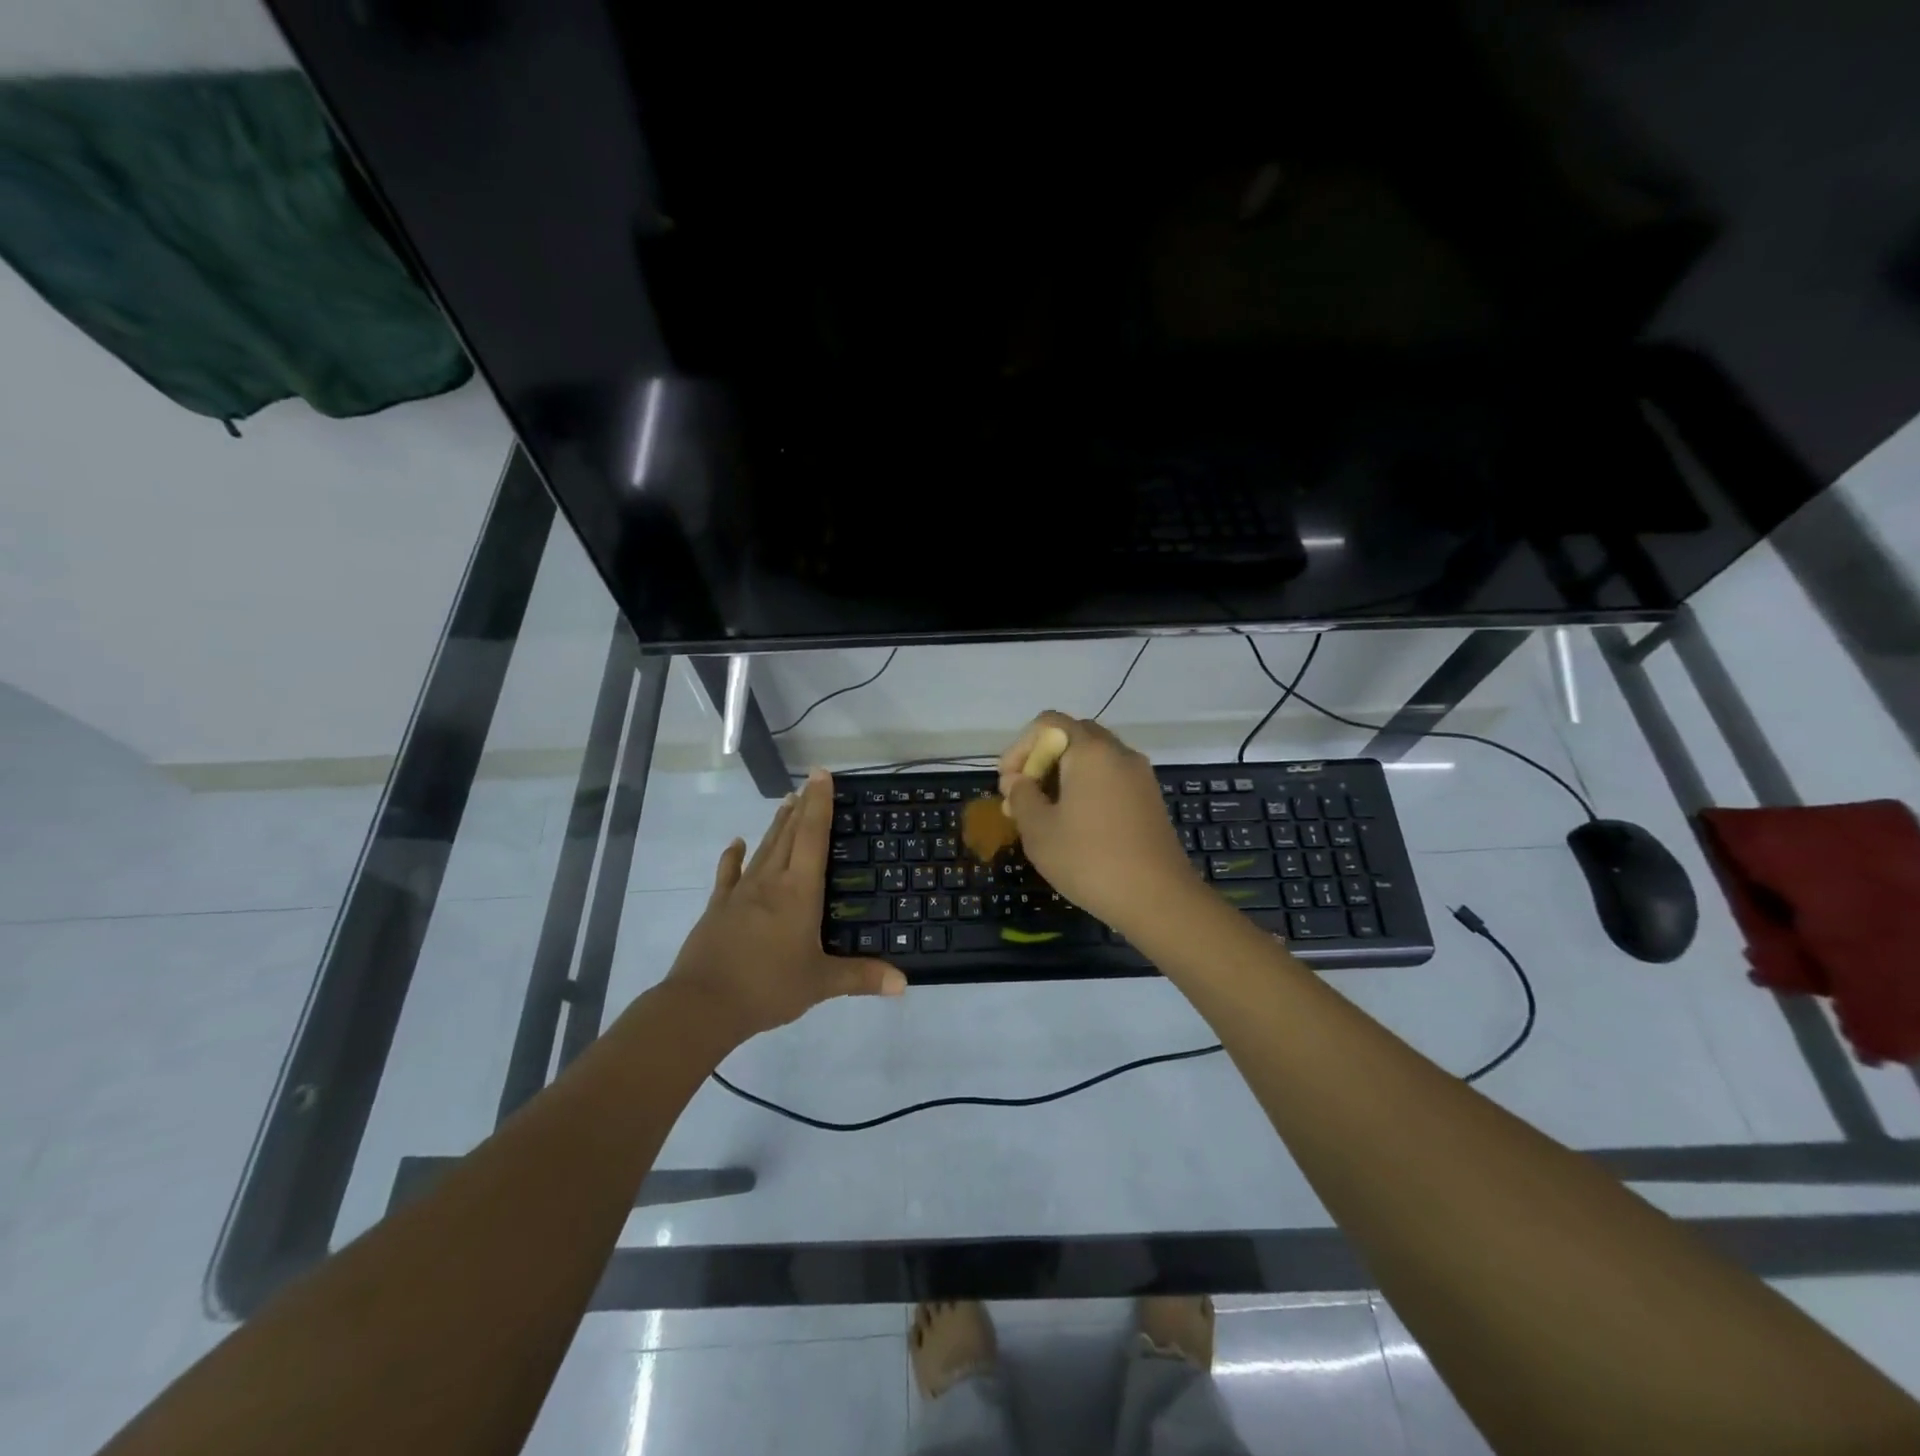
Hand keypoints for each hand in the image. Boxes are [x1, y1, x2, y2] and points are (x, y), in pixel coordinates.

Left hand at [666, 769, 905, 1044]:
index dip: (819, 804)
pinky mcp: (719, 907)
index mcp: (799, 892)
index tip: (821, 775)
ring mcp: (741, 892)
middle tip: (809, 783)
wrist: (703, 1004)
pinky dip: (733, 856)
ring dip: (776, 824)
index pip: (812, 836)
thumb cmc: (768, 987)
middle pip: (788, 834)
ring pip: (763, 848)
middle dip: (802, 807)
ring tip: (786, 801)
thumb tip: (904, 983)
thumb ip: (862, 976)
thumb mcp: (820, 983)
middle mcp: (771, 881)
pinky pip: (728, 873)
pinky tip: (736, 843)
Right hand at [997, 711, 1196, 932]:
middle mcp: (1119, 753)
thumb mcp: (1039, 830)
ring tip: (1043, 815)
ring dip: (1062, 776)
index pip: (1047, 723)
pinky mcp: (1149, 799)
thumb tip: (1020, 781)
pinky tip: (1074, 824)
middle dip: (1040, 761)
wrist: (1158, 899)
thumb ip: (1021, 796)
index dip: (1019, 748)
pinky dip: (1086, 789)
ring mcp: (1139, 775)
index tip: (1008, 785)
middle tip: (1022, 797)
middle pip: (1071, 737)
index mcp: (1091, 751)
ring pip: (1092, 759)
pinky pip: (1110, 778)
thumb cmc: (1090, 860)